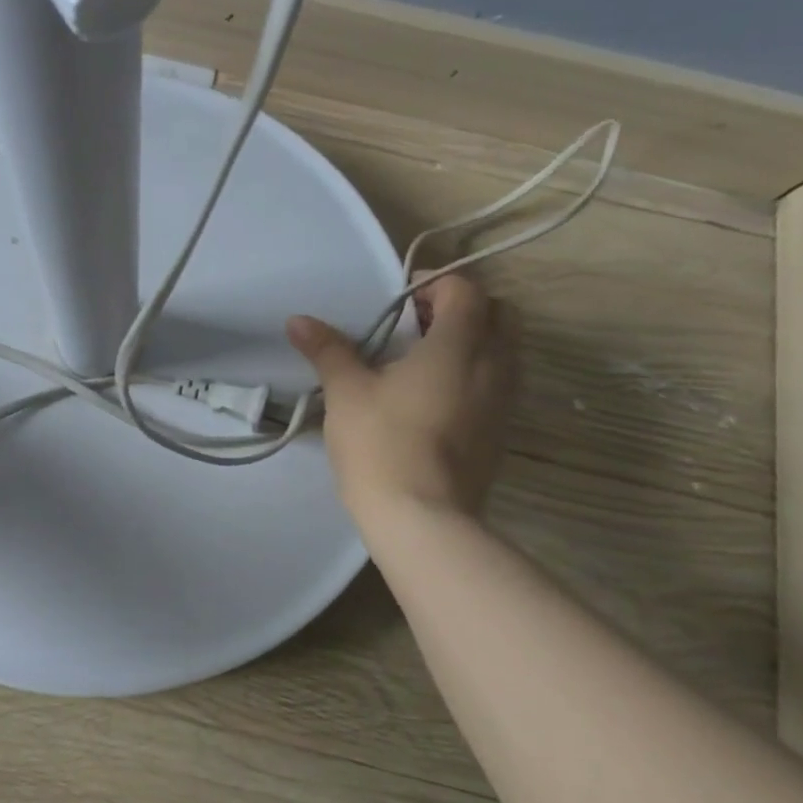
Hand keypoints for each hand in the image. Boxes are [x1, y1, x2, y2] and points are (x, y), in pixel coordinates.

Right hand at [287, 276, 517, 517]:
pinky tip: (432, 397)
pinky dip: (473, 374)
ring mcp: (504, 402)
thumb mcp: (346, 392)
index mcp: (460, 344)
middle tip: (415, 324)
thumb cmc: (381, 444)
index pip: (466, 289)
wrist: (421, 518)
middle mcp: (495, 365)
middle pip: (498, 314)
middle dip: (461, 308)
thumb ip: (328, 349)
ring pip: (503, 351)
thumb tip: (298, 320)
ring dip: (471, 342)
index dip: (433, 283)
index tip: (398, 299)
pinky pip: (497, 384)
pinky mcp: (500, 432)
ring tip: (421, 360)